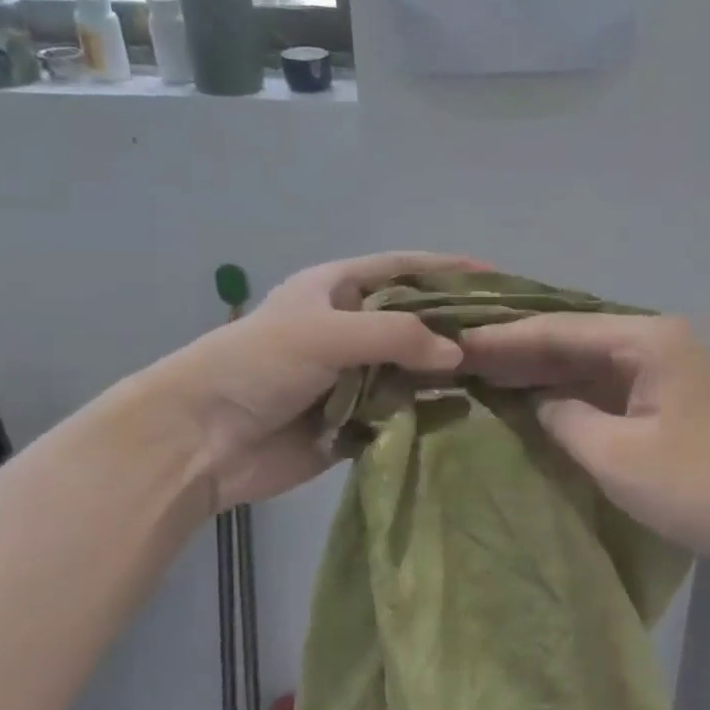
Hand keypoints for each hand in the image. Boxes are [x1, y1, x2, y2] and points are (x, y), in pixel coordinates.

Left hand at [144, 251, 485, 509]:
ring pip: (414, 369)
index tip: (497, 277)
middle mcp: (350, 328)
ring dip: (447, 373)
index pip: (404, 268)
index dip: (449, 269)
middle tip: (509, 335)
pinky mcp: (355, 421)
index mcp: (337, 289)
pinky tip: (465, 412)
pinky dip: (429, 412)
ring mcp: (354, 377)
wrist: (200, 440)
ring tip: (500, 375)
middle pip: (416, 321)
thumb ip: (398, 337)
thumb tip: (458, 356)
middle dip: (456, 326)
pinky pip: (402, 412)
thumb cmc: (258, 364)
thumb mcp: (328, 333)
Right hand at [461, 314, 709, 572]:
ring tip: (481, 376)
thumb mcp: (617, 456)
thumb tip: (538, 402)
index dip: (504, 339)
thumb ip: (564, 419)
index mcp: (644, 339)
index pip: (558, 330)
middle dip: (518, 352)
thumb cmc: (699, 484)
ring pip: (588, 363)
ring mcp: (663, 370)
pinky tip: (533, 402)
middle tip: (457, 359)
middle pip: (573, 340)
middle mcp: (653, 341)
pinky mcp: (667, 400)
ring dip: (541, 373)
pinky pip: (606, 387)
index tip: (454, 344)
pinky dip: (570, 395)